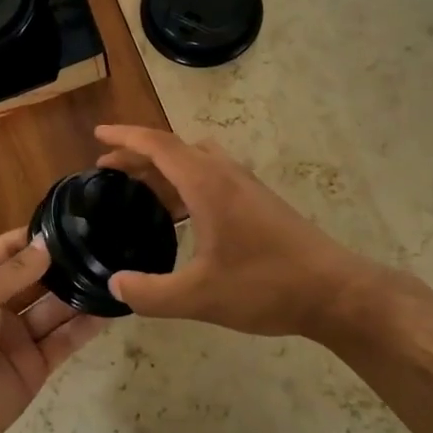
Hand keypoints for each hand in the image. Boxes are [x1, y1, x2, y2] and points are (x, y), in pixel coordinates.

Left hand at [0, 229, 104, 432]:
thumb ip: (15, 271)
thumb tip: (46, 245)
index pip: (9, 250)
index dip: (35, 238)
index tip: (72, 223)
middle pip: (37, 279)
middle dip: (64, 265)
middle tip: (102, 247)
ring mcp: (18, 337)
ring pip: (55, 309)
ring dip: (79, 293)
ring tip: (113, 274)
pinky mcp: (35, 366)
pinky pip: (64, 341)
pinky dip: (85, 327)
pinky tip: (109, 310)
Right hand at [94, 125, 381, 338]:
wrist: (335, 292)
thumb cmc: (266, 286)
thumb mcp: (200, 296)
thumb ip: (151, 294)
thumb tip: (115, 286)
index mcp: (207, 184)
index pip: (158, 145)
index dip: (125, 138)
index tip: (98, 135)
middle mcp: (225, 174)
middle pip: (174, 150)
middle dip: (138, 155)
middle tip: (107, 168)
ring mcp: (246, 187)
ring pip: (196, 161)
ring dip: (164, 168)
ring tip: (139, 191)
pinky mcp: (259, 203)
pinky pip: (211, 177)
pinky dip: (185, 183)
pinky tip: (181, 217)